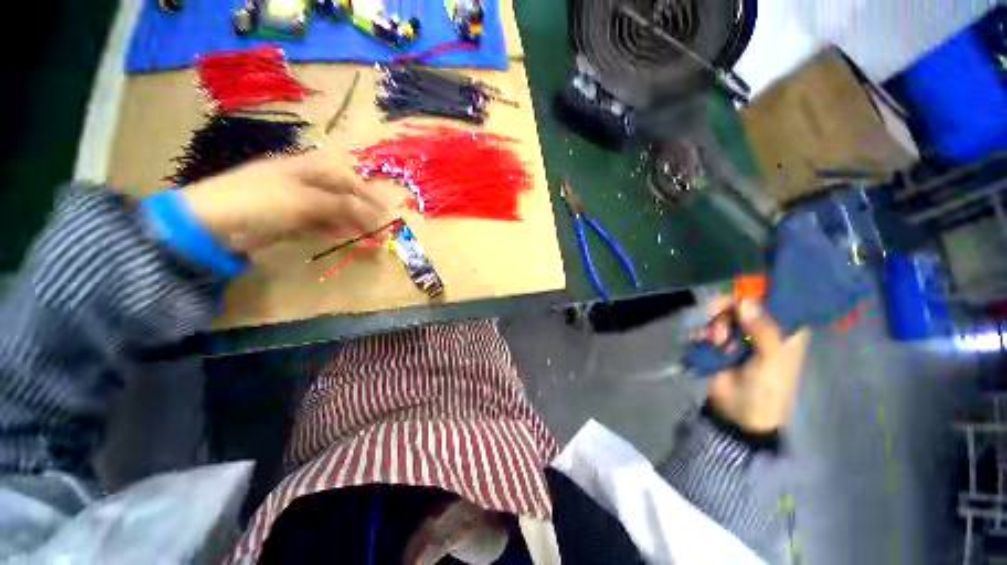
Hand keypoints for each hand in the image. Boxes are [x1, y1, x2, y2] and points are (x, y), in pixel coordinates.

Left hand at [180, 151, 388, 253]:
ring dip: (352, 224)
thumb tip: (371, 211)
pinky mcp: (290, 219)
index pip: (346, 177)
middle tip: (379, 228)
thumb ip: (341, 204)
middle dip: (363, 211)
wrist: (212, 223)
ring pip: (334, 211)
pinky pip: (320, 224)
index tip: (386, 209)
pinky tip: (345, 238)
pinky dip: (334, 231)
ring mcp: (297, 201)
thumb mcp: (304, 200)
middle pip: (342, 195)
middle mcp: (304, 182)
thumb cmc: (259, 200)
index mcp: (307, 168)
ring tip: (369, 238)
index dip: (368, 192)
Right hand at [701, 300, 810, 433]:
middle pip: (744, 304)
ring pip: (724, 315)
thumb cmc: (766, 389)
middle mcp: (762, 330)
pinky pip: (708, 327)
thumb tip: (745, 301)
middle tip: (721, 318)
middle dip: (729, 310)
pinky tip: (704, 341)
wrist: (738, 413)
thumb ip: (763, 330)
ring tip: (715, 340)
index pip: (778, 302)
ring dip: (716, 323)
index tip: (744, 291)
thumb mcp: (771, 361)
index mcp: (784, 333)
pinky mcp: (719, 343)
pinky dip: (704, 331)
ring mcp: (739, 336)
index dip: (762, 292)